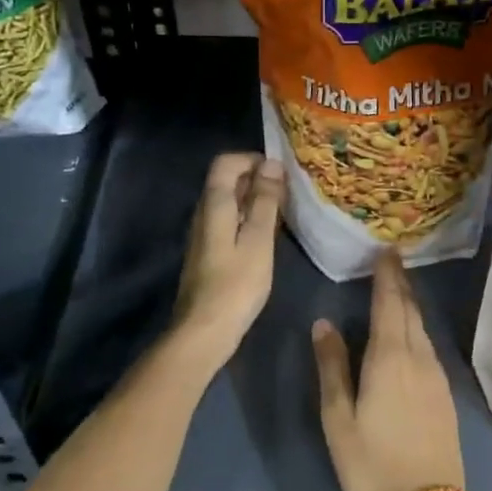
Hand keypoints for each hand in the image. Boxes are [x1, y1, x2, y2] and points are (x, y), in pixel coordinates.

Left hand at [172, 153, 285, 361]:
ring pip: (228, 201)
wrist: (204, 331)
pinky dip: (248, 219)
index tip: (280, 173)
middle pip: (226, 180)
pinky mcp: (208, 252)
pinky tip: (267, 236)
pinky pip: (228, 221)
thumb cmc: (236, 284)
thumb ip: (265, 201)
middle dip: (257, 178)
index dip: (253, 159)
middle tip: (288, 192)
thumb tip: (272, 164)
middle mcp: (203, 213)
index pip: (226, 162)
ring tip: (283, 212)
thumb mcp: (259, 240)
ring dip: (254, 199)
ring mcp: (203, 233)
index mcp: (214, 204)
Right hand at [313, 251, 465, 490]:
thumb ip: (332, 367)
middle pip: (409, 309)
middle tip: (391, 260)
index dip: (386, 275)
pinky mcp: (445, 393)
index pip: (389, 303)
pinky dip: (418, 326)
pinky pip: (429, 345)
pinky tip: (411, 331)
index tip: (386, 250)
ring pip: (422, 326)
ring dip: (410, 303)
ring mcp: (436, 375)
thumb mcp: (338, 418)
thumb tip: (323, 323)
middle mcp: (418, 357)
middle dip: (399, 282)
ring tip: (398, 287)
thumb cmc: (372, 463)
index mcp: (390, 357)